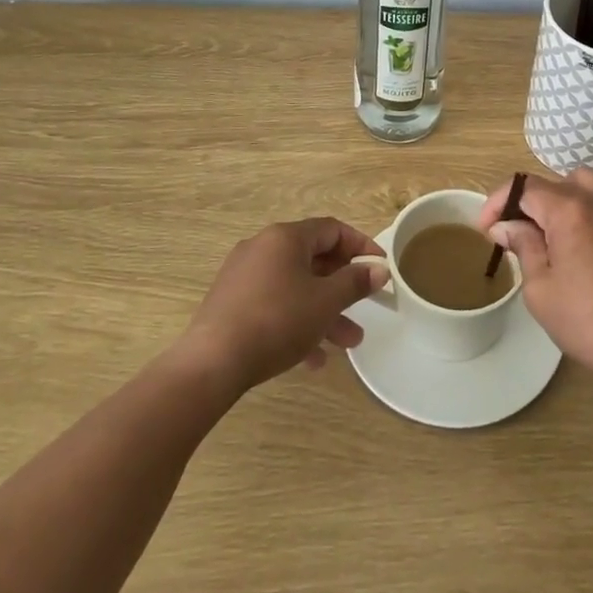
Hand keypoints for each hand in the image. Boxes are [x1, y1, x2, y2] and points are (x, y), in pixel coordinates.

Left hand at [182, 218, 387, 392]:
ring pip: (295, 287)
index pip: (332, 230)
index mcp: (285, 237)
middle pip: (313, 259)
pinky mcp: (231, 303)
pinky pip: (274, 304)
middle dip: (343, 287)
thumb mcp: (325, 302)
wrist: (212, 362)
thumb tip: (379, 269)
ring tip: (348, 343)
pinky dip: (296, 322)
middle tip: (366, 307)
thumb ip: (355, 282)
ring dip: (324, 311)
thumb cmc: (277, 320)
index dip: (360, 246)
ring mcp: (243, 276)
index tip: (380, 267)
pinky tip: (312, 359)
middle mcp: (263, 247)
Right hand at [480, 169, 592, 391]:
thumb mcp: (541, 292)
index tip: (487, 228)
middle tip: (522, 239)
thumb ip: (523, 248)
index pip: (523, 187)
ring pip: (587, 184)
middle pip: (554, 185)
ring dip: (567, 201)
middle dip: (531, 207)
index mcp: (568, 209)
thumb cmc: (592, 323)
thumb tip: (506, 226)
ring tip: (561, 233)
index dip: (499, 203)